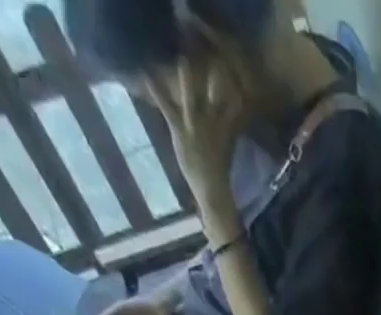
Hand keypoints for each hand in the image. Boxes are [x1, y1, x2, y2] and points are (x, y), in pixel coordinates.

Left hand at [145, 56, 242, 179]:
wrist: (213, 191)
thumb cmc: (219, 177)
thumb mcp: (226, 152)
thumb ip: (225, 135)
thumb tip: (226, 124)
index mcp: (226, 131)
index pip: (234, 105)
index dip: (234, 89)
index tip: (233, 77)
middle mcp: (212, 124)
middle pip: (214, 95)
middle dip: (213, 77)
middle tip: (209, 58)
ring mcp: (195, 126)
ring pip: (191, 97)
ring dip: (186, 79)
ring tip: (181, 60)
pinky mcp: (181, 131)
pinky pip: (167, 107)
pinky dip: (156, 91)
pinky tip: (146, 76)